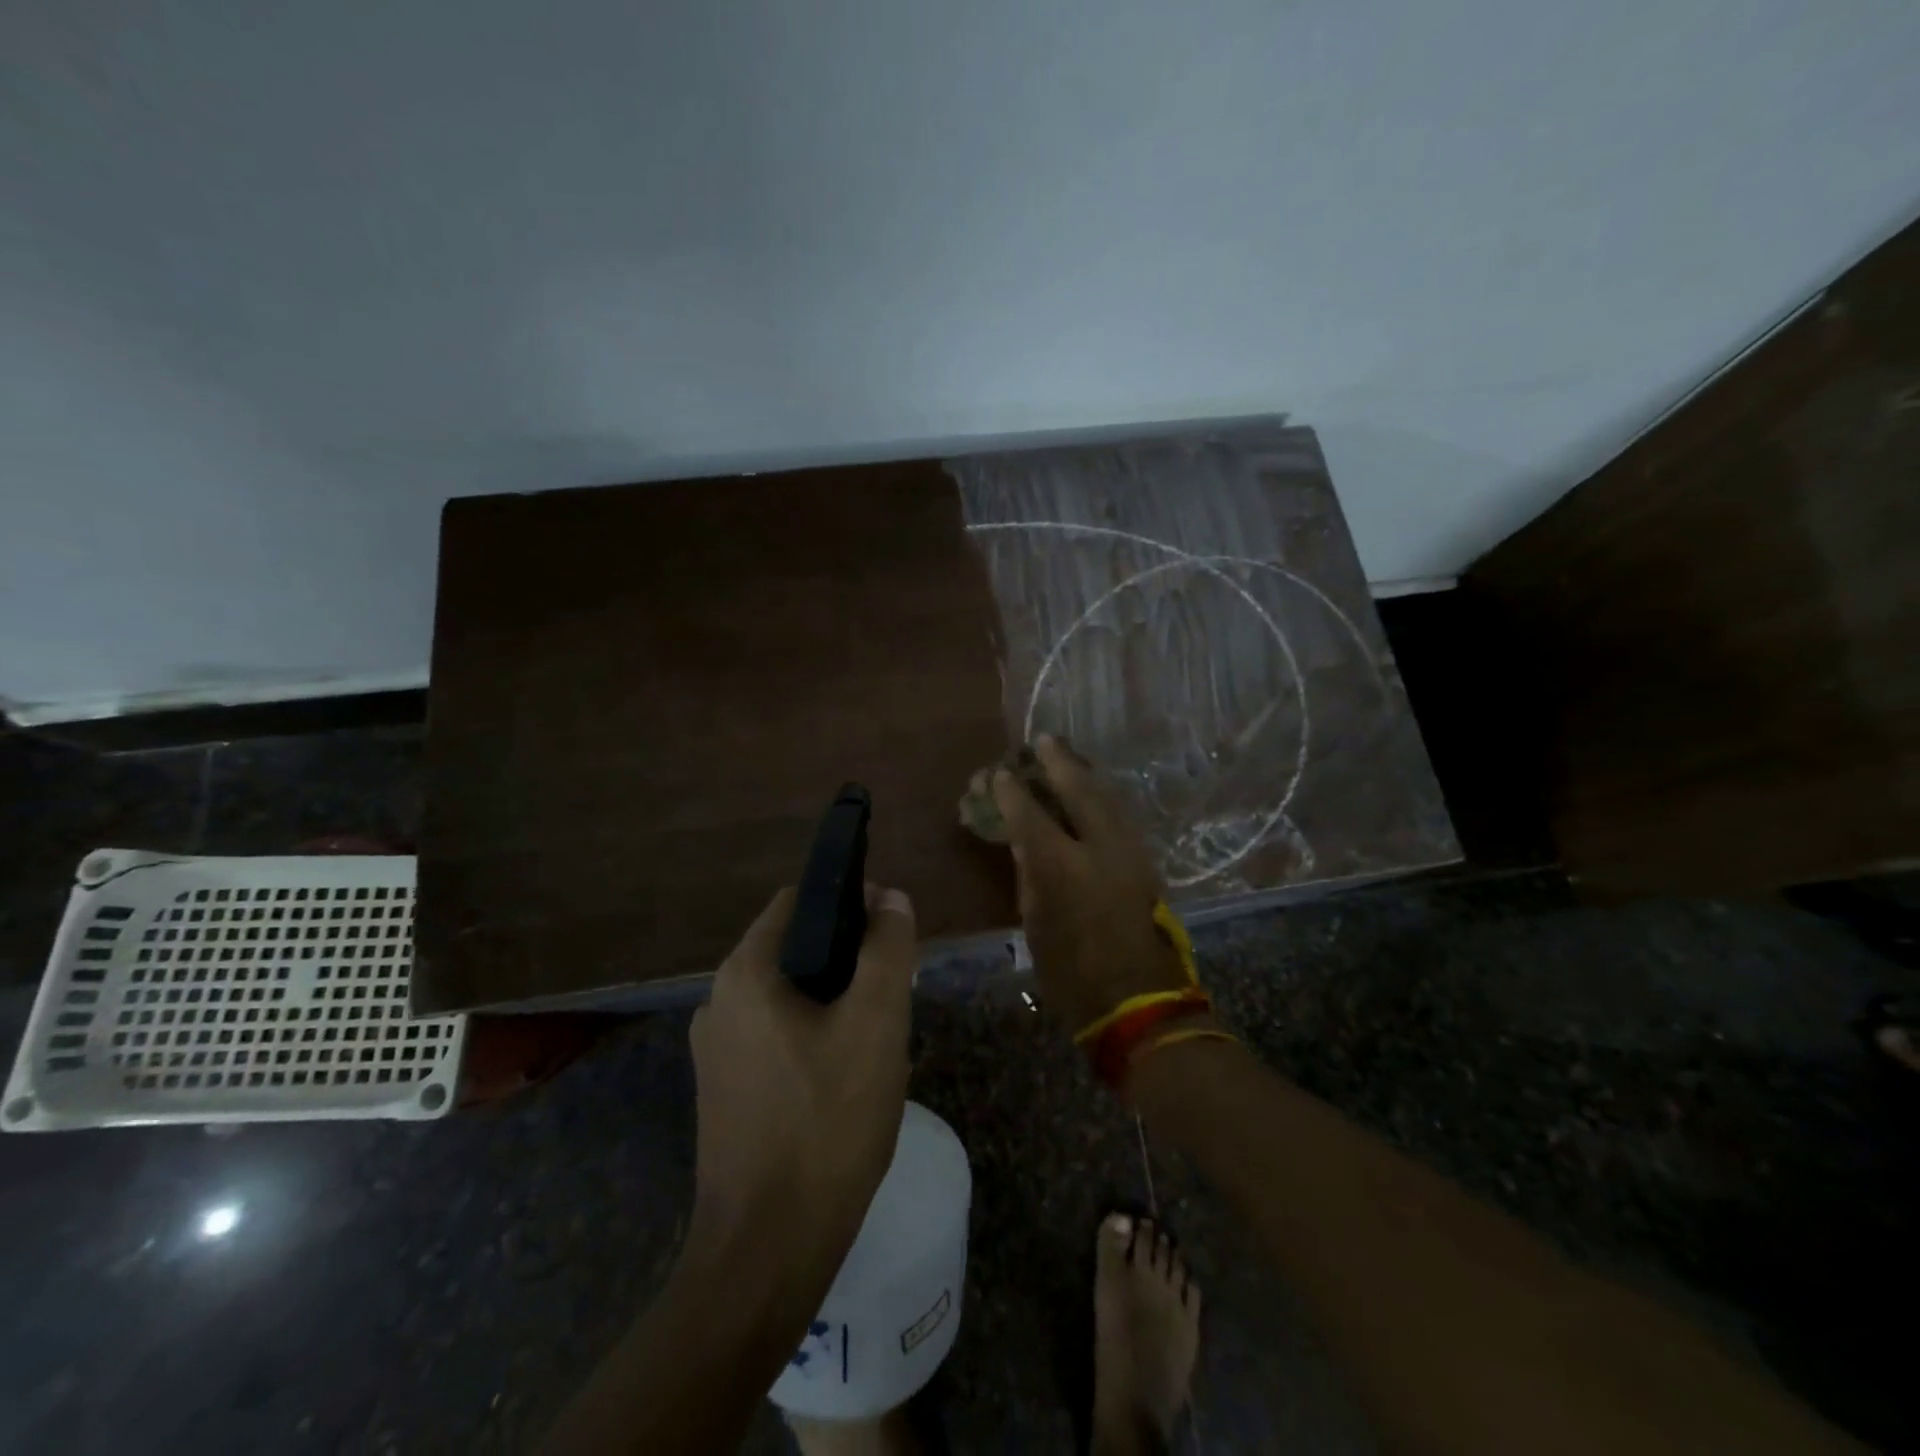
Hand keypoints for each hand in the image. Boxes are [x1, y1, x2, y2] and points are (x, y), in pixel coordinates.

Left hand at [687, 883, 917, 1274]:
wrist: (767, 1251)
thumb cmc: (826, 1123)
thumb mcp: (875, 1024)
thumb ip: (886, 949)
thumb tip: (891, 897)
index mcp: (745, 973)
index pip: (799, 901)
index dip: (850, 901)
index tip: (891, 930)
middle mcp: (718, 1001)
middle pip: (795, 950)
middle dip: (847, 961)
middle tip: (892, 995)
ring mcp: (716, 1051)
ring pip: (789, 997)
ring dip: (834, 1003)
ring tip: (876, 1041)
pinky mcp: (723, 1091)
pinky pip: (776, 1038)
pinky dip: (813, 1039)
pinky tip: (845, 1080)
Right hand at [991, 737, 1190, 1036]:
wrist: (1142, 1005)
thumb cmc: (1074, 975)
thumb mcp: (1037, 926)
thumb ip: (1031, 877)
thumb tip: (1025, 844)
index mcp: (1063, 867)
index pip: (1030, 815)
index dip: (1011, 791)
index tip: (999, 774)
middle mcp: (1100, 848)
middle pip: (1079, 789)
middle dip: (1058, 762)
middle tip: (1043, 740)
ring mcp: (1130, 852)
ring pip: (1108, 797)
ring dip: (1085, 774)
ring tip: (1067, 756)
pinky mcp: (1147, 863)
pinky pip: (1120, 816)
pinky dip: (1102, 797)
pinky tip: (1092, 793)